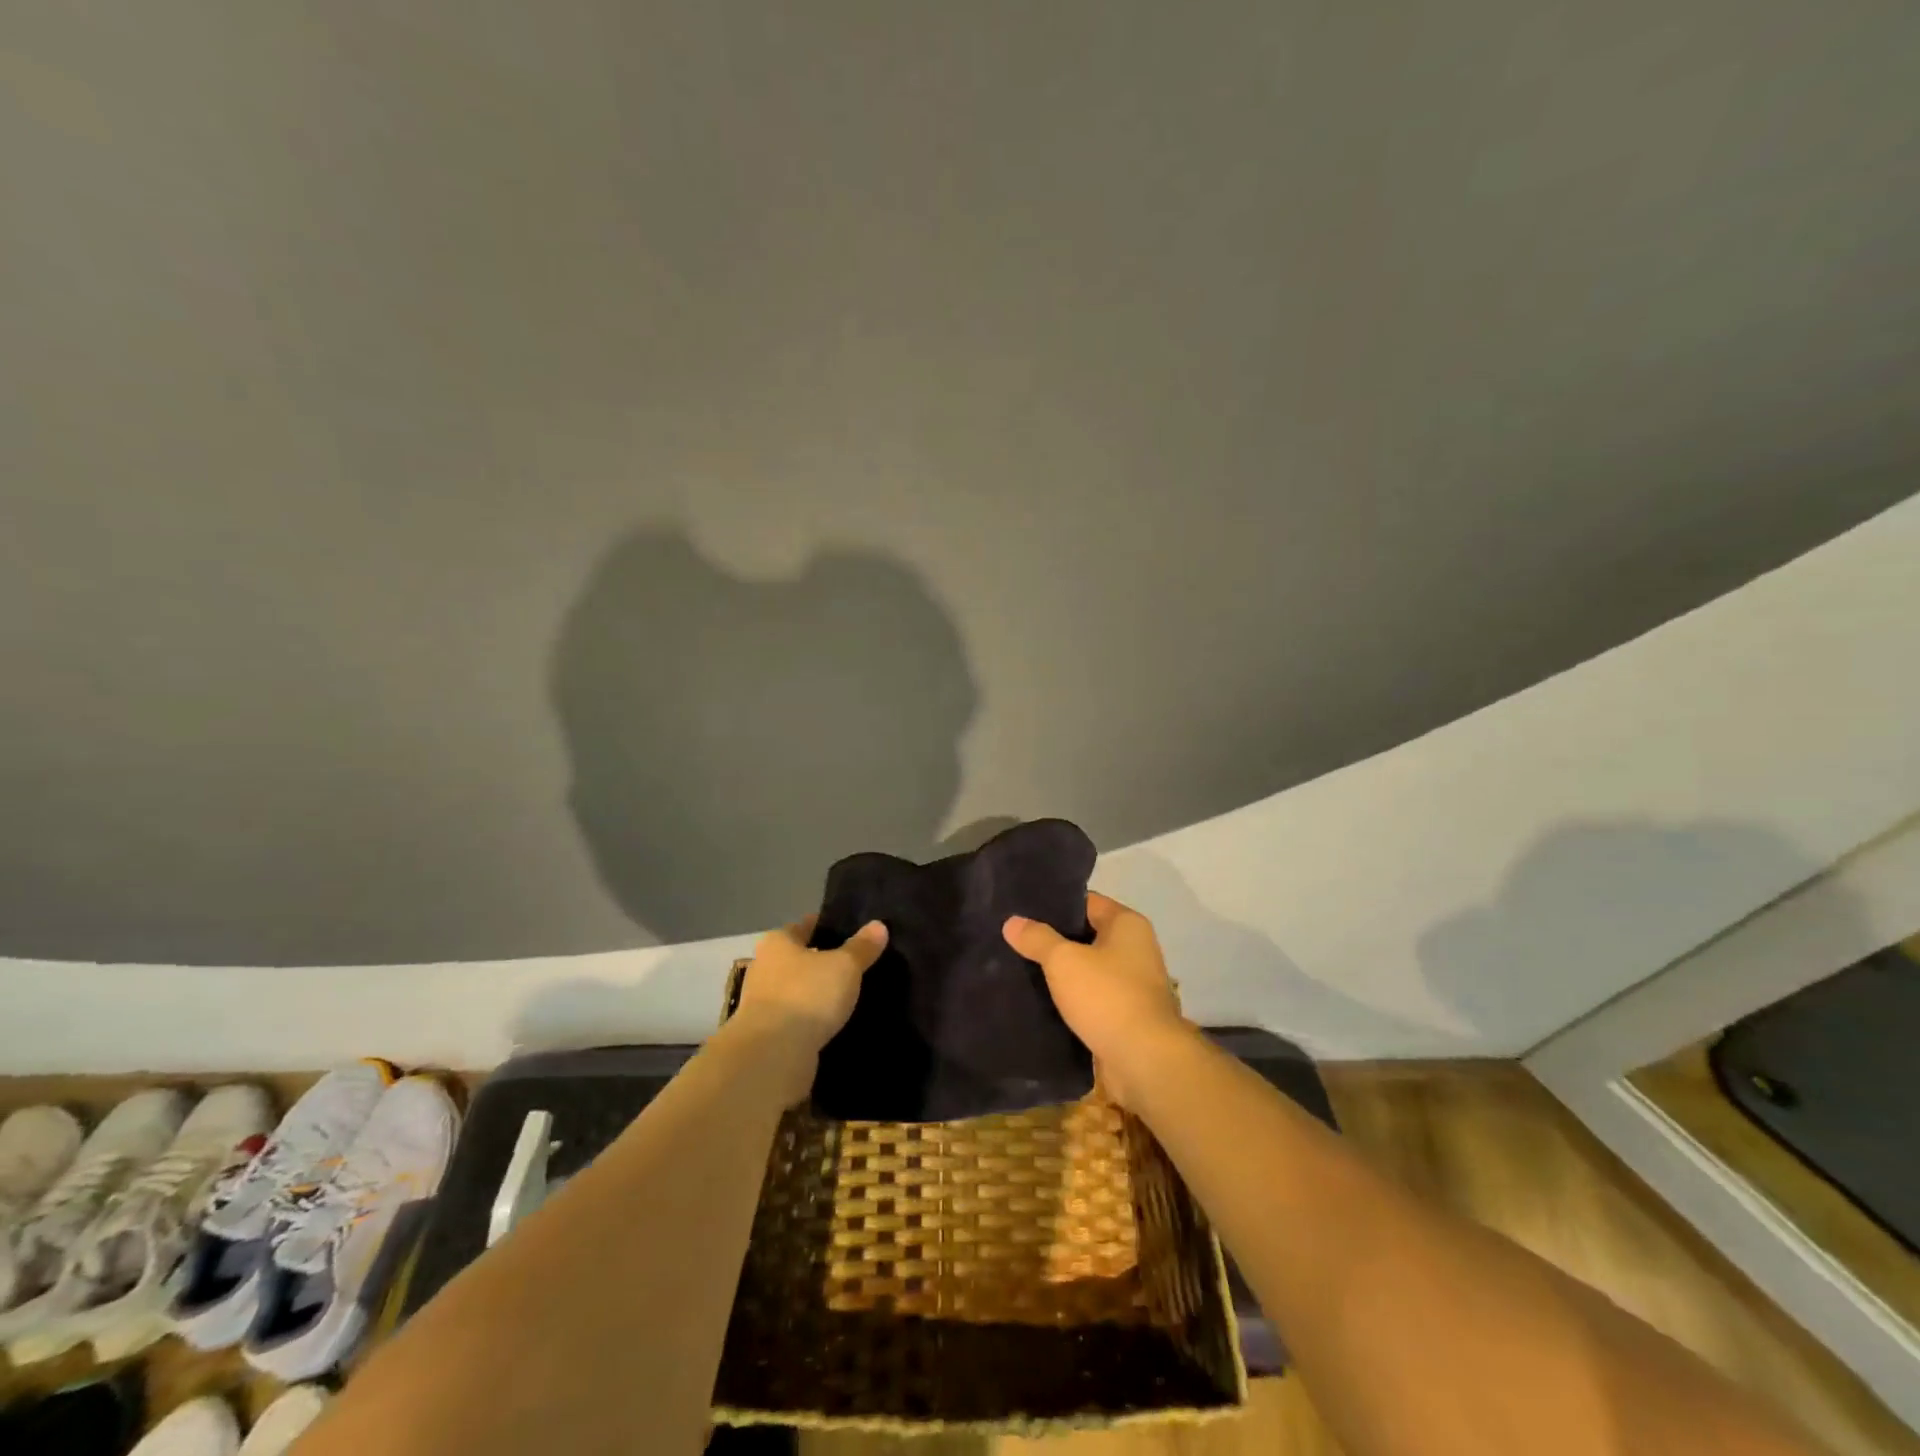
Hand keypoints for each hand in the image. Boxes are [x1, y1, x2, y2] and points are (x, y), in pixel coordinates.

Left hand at [729, 915, 889, 1101]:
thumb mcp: (845, 966)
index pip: (805, 926)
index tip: (852, 931)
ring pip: (798, 990)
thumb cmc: (807, 995)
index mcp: (777, 942)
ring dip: (817, 993)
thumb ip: (862, 947)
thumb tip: (879, 925)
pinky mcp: (767, 1034)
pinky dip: (812, 1020)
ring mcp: (762, 1003)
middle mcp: (764, 968)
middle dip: (824, 961)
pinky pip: (796, 1019)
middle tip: (857, 965)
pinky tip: (834, 1023)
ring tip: (850, 995)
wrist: (772, 1056)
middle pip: (800, 958)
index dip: (828, 927)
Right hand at [1003, 892, 1189, 1108]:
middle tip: (1015, 940)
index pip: (1086, 902)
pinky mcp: (1127, 1015)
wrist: (1145, 1061)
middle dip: (1054, 940)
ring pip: (1088, 969)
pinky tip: (1043, 1001)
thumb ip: (1037, 938)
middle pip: (1087, 935)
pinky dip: (1072, 999)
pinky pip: (1093, 997)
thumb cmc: (1107, 997)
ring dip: (1063, 973)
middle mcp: (1136, 948)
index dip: (1054, 905)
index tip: (1022, 911)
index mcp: (1128, 924)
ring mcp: (1134, 984)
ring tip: (1022, 970)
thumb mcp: (1063, 961)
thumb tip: (1012, 921)